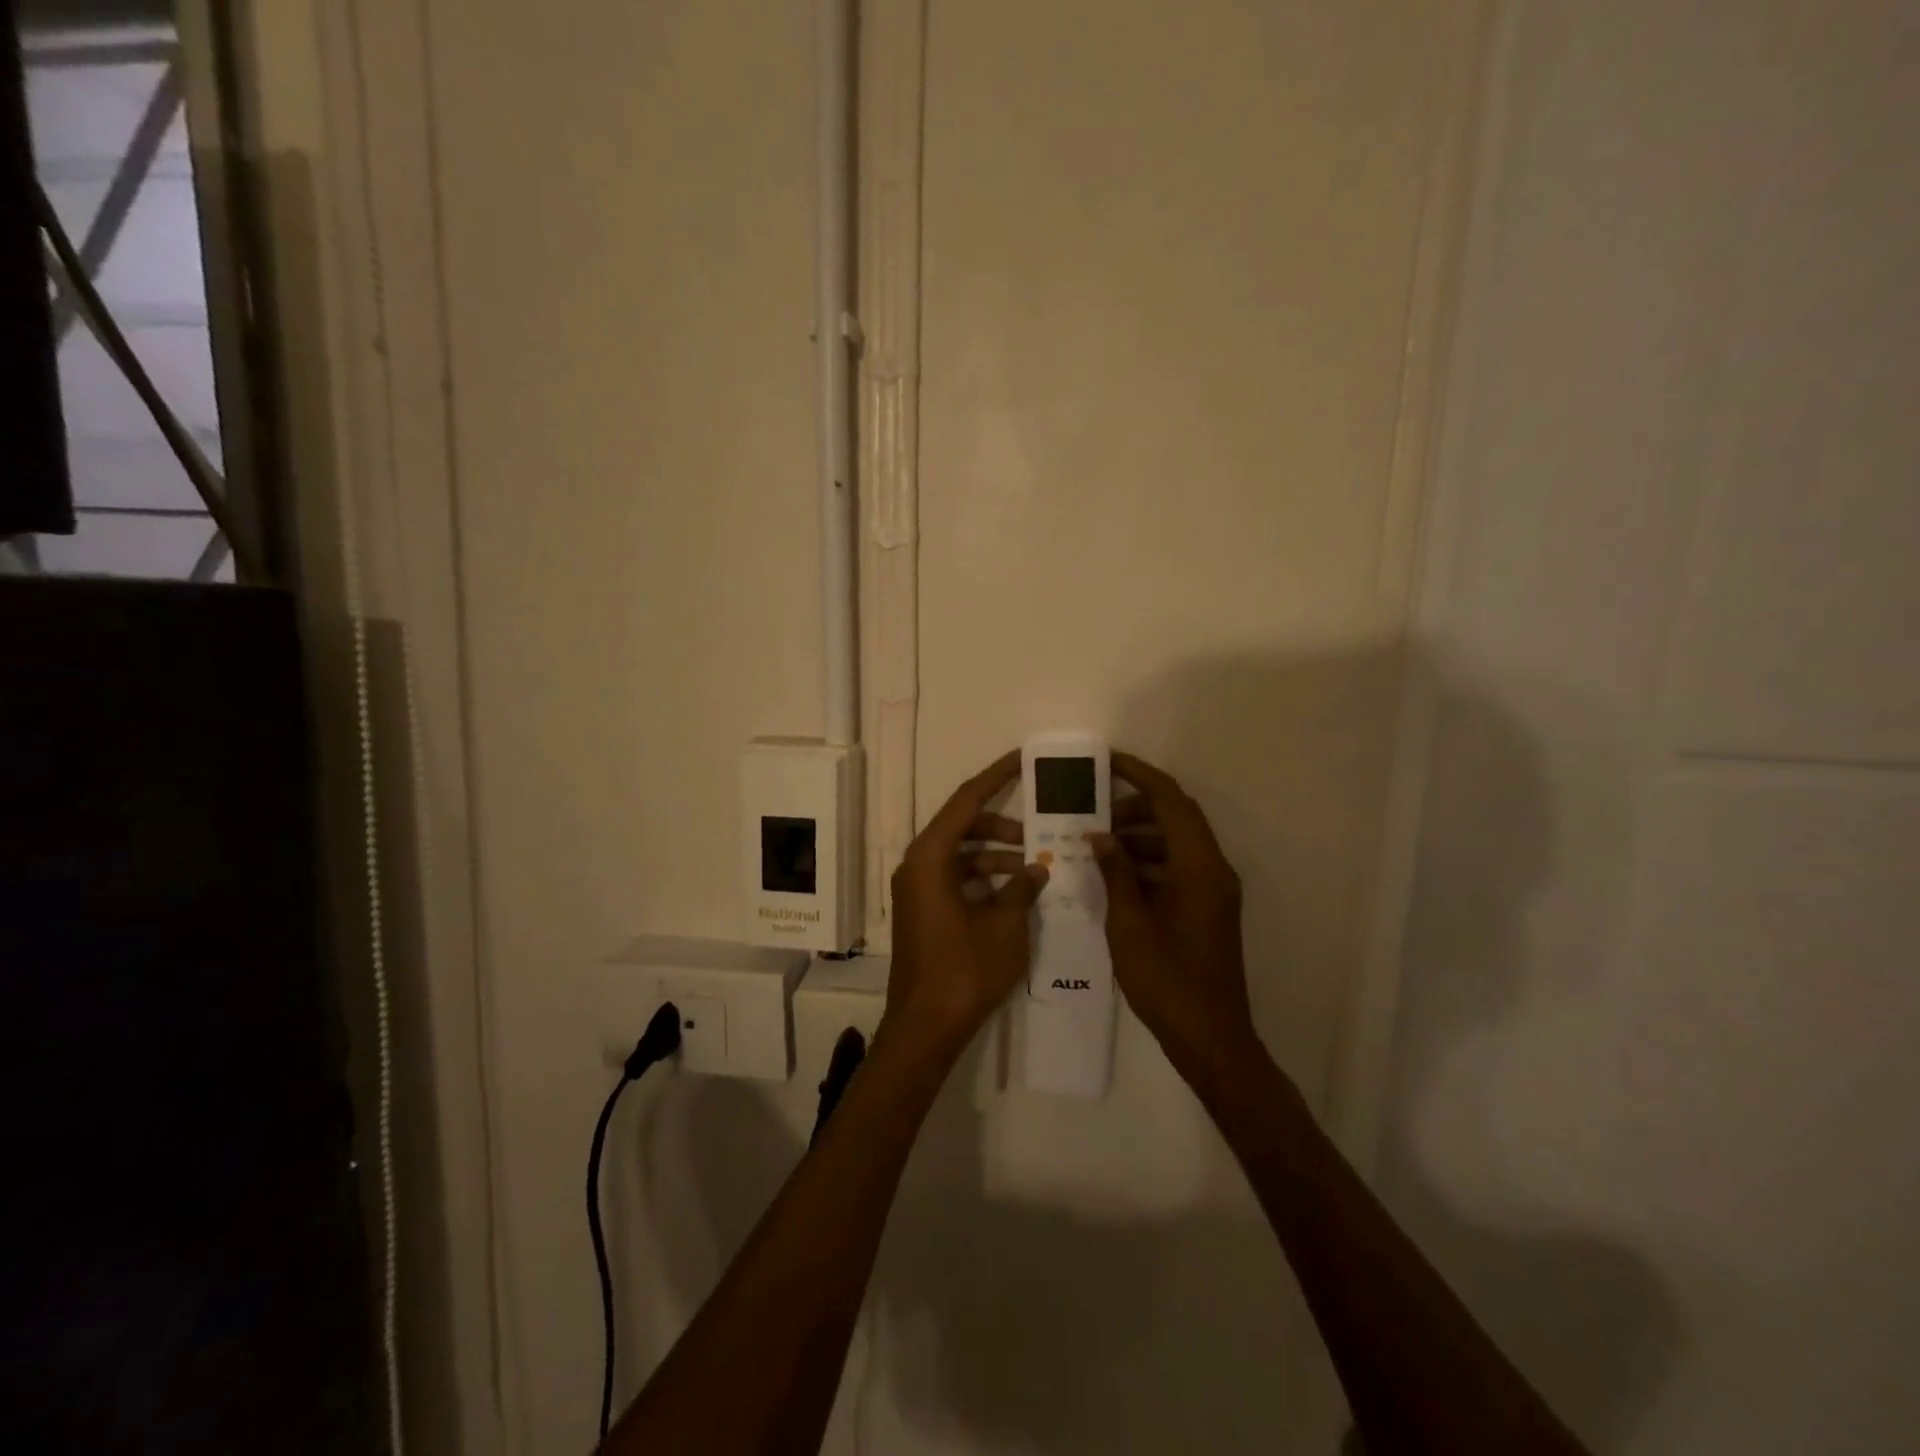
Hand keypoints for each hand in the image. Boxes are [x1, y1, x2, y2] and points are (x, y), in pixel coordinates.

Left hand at [882, 751, 1047, 1061]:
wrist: (925, 1027)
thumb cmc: (964, 971)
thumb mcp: (1005, 927)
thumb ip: (1022, 889)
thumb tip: (1037, 868)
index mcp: (930, 858)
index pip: (966, 801)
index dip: (996, 776)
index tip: (1022, 759)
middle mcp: (918, 865)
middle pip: (962, 826)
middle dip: (1002, 825)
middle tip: (1039, 829)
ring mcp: (918, 889)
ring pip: (961, 854)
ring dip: (996, 856)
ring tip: (1036, 867)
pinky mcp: (924, 910)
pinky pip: (956, 878)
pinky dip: (984, 878)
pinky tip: (1016, 892)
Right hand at [1092, 749, 1258, 1076]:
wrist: (1210, 1035)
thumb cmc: (1166, 977)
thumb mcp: (1130, 922)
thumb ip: (1116, 872)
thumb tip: (1099, 835)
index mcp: (1198, 865)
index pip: (1170, 800)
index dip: (1139, 775)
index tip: (1107, 762)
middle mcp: (1213, 868)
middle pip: (1177, 816)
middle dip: (1136, 806)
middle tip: (1095, 812)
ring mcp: (1214, 890)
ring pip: (1178, 842)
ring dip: (1141, 835)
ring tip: (1099, 844)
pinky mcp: (1209, 908)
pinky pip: (1180, 866)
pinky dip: (1150, 860)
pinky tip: (1117, 875)